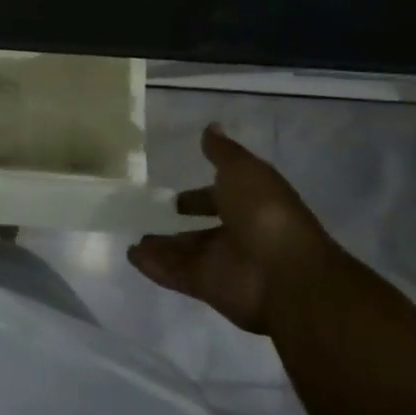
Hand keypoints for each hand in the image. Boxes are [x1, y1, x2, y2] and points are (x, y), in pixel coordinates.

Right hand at [128, 124, 335, 334]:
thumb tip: (210, 127)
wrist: (284, 274)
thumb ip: (222, 152)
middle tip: (147, 216)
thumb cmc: (265, 213)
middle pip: (201, 231)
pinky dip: (153, 266)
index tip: (175, 194)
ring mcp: (223, 264)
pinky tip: (131, 256)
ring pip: (185, 253)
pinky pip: (175, 274)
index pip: (221, 199)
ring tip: (131, 237)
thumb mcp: (243, 170)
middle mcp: (238, 235)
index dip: (200, 195)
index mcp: (251, 206)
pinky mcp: (207, 287)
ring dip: (160, 246)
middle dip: (177, 224)